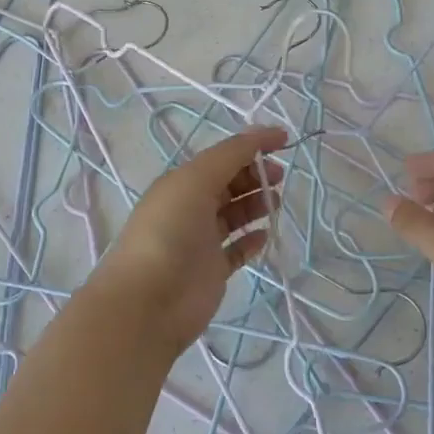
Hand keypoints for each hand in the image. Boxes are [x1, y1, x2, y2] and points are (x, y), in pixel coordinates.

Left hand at [97, 126, 286, 355]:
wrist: (148, 300)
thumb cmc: (170, 231)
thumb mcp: (196, 180)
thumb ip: (232, 154)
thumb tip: (266, 133)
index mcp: (182, 182)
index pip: (222, 156)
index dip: (252, 146)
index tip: (284, 141)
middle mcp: (190, 207)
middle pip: (229, 183)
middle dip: (255, 175)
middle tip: (279, 177)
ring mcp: (201, 240)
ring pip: (234, 214)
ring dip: (256, 204)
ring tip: (275, 204)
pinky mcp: (212, 270)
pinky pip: (237, 249)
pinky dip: (252, 239)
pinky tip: (265, 235)